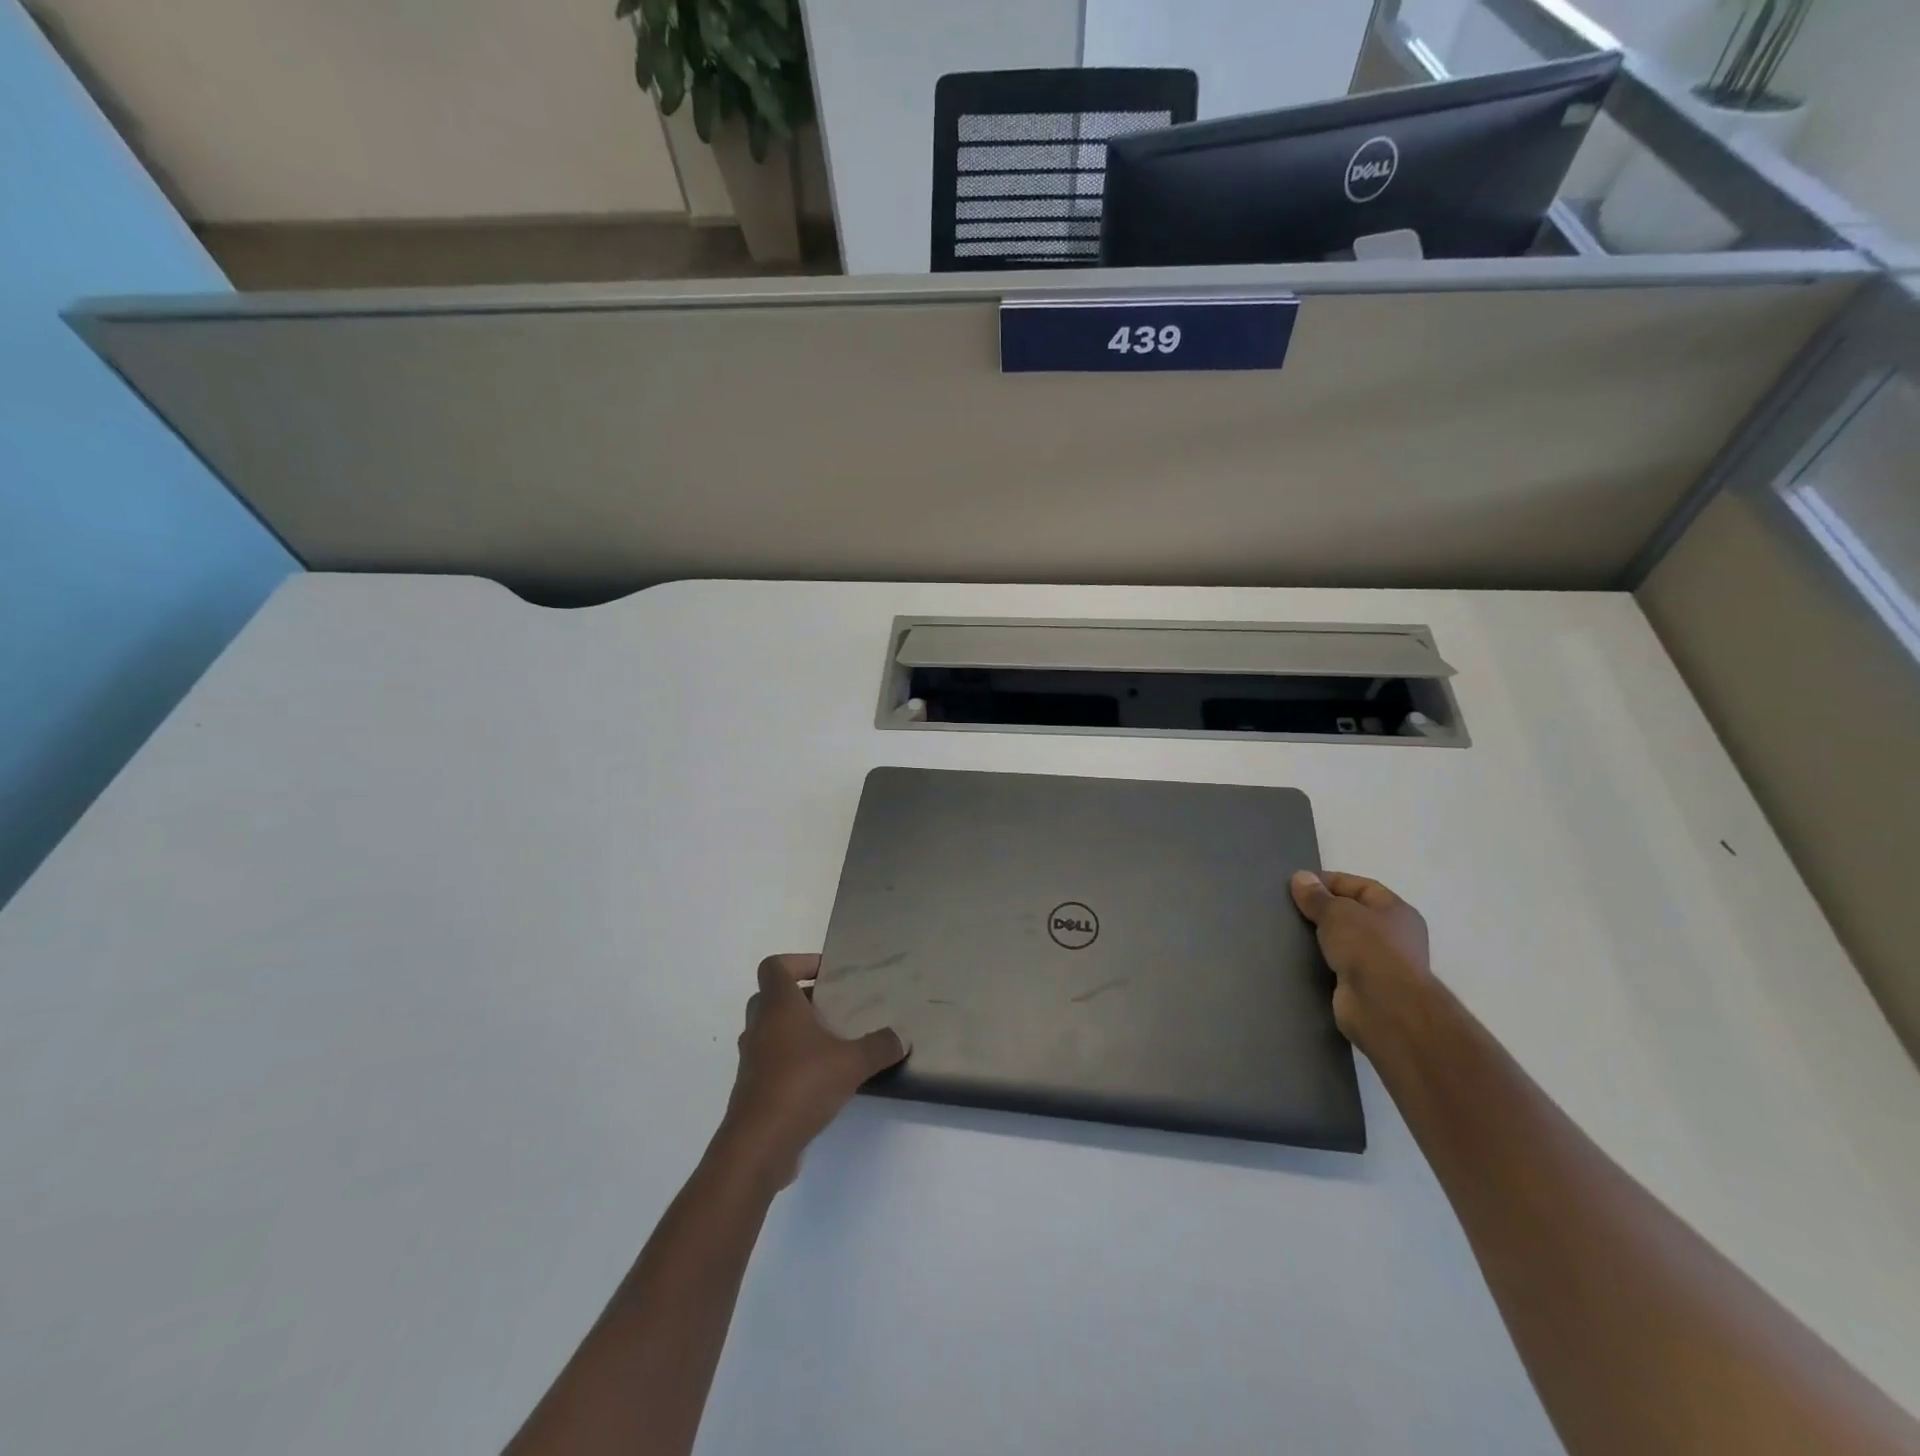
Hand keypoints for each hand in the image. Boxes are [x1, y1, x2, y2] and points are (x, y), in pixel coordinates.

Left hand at [717, 954, 907, 1187]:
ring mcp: (752, 1060)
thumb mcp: (852, 1063)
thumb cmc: (801, 1086)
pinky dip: (791, 1061)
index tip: (826, 973)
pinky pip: (771, 1062)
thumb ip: (879, 1046)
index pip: (774, 967)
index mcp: (778, 1007)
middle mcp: (759, 1027)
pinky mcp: (753, 1089)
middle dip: (800, 997)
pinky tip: (822, 1078)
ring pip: (769, 1031)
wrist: (758, 1146)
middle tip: (831, 1006)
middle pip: (770, 997)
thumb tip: (901, 1038)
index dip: (798, 962)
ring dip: (795, 1031)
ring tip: (831, 1041)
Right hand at [1290, 871, 1432, 1046]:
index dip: (1330, 882)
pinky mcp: (1365, 988)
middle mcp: (1394, 936)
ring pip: (1344, 942)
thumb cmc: (1368, 948)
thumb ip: (1316, 896)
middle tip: (1291, 909)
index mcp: (1397, 911)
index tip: (1298, 886)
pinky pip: (1338, 967)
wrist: (1383, 1007)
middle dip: (1323, 911)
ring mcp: (1381, 964)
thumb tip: (1301, 877)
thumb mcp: (1336, 912)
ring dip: (1320, 939)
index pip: (1361, 887)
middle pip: (1353, 915)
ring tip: (1289, 933)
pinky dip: (1321, 962)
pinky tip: (1298, 959)